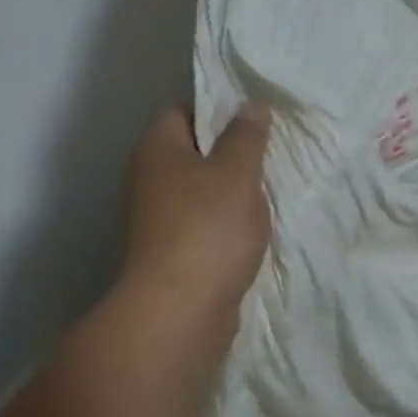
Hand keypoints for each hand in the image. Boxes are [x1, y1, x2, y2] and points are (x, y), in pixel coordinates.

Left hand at [120, 104, 271, 323]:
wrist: (180, 310)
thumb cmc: (208, 227)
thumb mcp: (237, 172)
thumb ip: (247, 136)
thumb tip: (250, 106)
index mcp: (157, 149)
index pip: (183, 111)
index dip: (218, 110)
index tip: (255, 122)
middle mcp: (149, 180)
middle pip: (192, 153)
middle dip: (231, 154)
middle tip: (269, 157)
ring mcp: (156, 219)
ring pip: (200, 192)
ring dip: (230, 193)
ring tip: (267, 195)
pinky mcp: (169, 252)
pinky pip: (202, 225)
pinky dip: (225, 225)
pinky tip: (251, 232)